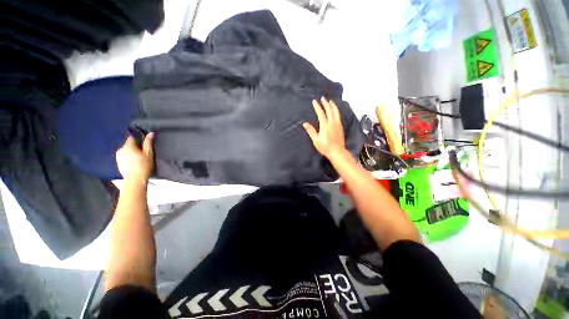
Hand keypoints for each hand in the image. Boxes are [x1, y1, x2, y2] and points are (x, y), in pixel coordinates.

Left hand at [116, 133, 154, 183]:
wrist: (135, 180)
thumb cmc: (143, 166)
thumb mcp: (149, 153)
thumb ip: (148, 143)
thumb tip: (150, 133)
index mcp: (128, 146)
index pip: (132, 137)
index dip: (138, 139)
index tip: (144, 142)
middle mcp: (121, 149)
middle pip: (128, 144)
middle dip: (135, 146)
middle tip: (143, 152)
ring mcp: (118, 157)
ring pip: (126, 151)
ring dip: (132, 152)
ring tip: (139, 158)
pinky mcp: (118, 163)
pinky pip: (124, 156)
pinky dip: (129, 158)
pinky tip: (134, 163)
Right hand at [303, 97, 346, 159]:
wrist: (337, 152)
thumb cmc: (325, 147)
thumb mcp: (316, 140)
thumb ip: (311, 131)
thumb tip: (305, 123)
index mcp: (325, 125)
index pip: (321, 113)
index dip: (317, 106)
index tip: (314, 101)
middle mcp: (332, 123)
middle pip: (329, 110)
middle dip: (325, 103)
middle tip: (323, 98)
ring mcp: (337, 124)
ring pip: (336, 112)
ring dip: (332, 105)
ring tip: (330, 101)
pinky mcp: (341, 127)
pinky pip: (338, 115)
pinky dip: (336, 110)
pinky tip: (335, 111)